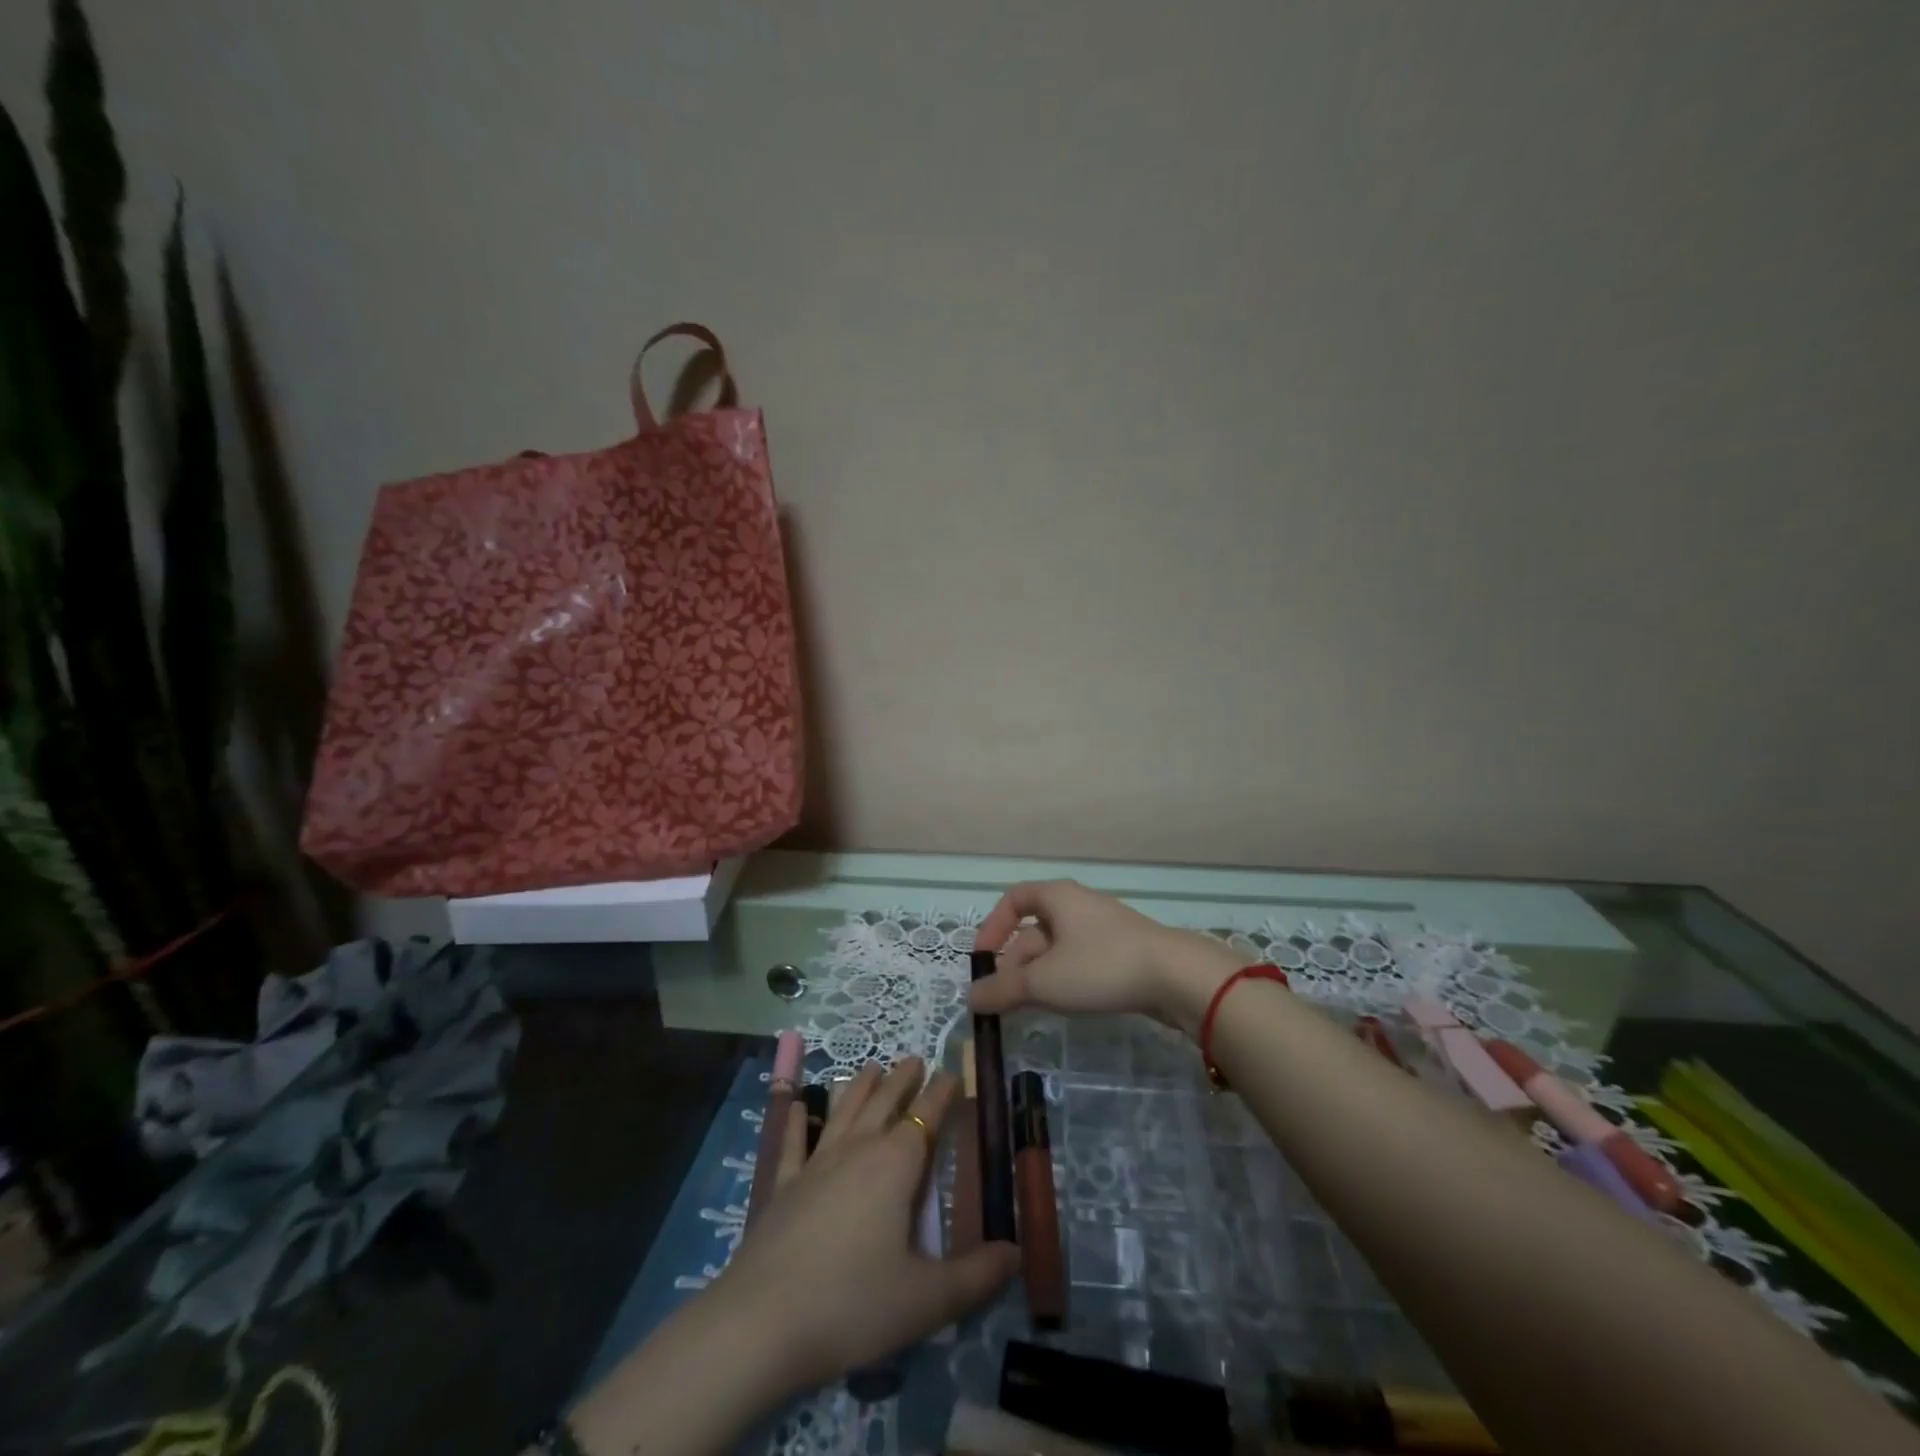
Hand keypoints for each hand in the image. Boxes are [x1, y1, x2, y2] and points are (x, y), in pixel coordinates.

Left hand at [711, 1057, 1018, 1396]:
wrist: (762, 1323)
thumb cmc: (854, 1305)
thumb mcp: (927, 1299)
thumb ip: (976, 1276)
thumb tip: (1016, 1253)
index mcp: (896, 1166)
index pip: (926, 1116)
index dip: (942, 1093)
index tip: (953, 1072)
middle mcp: (858, 1151)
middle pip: (884, 1103)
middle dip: (903, 1079)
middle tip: (915, 1058)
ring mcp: (816, 1164)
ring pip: (844, 1112)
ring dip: (860, 1087)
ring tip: (871, 1066)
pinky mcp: (783, 1187)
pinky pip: (793, 1144)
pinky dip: (797, 1122)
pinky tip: (798, 1105)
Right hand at [968, 880, 1242, 1035]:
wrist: (1176, 976)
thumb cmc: (1101, 966)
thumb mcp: (1044, 981)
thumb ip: (1003, 989)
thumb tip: (971, 998)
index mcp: (1057, 897)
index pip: (1013, 899)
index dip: (992, 927)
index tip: (981, 959)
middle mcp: (1078, 905)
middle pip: (1033, 929)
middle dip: (1014, 963)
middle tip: (1004, 999)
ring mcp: (1102, 929)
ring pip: (1057, 949)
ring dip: (1037, 976)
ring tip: (1030, 1007)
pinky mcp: (1122, 953)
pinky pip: (1080, 961)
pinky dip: (1064, 980)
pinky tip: (1065, 1004)